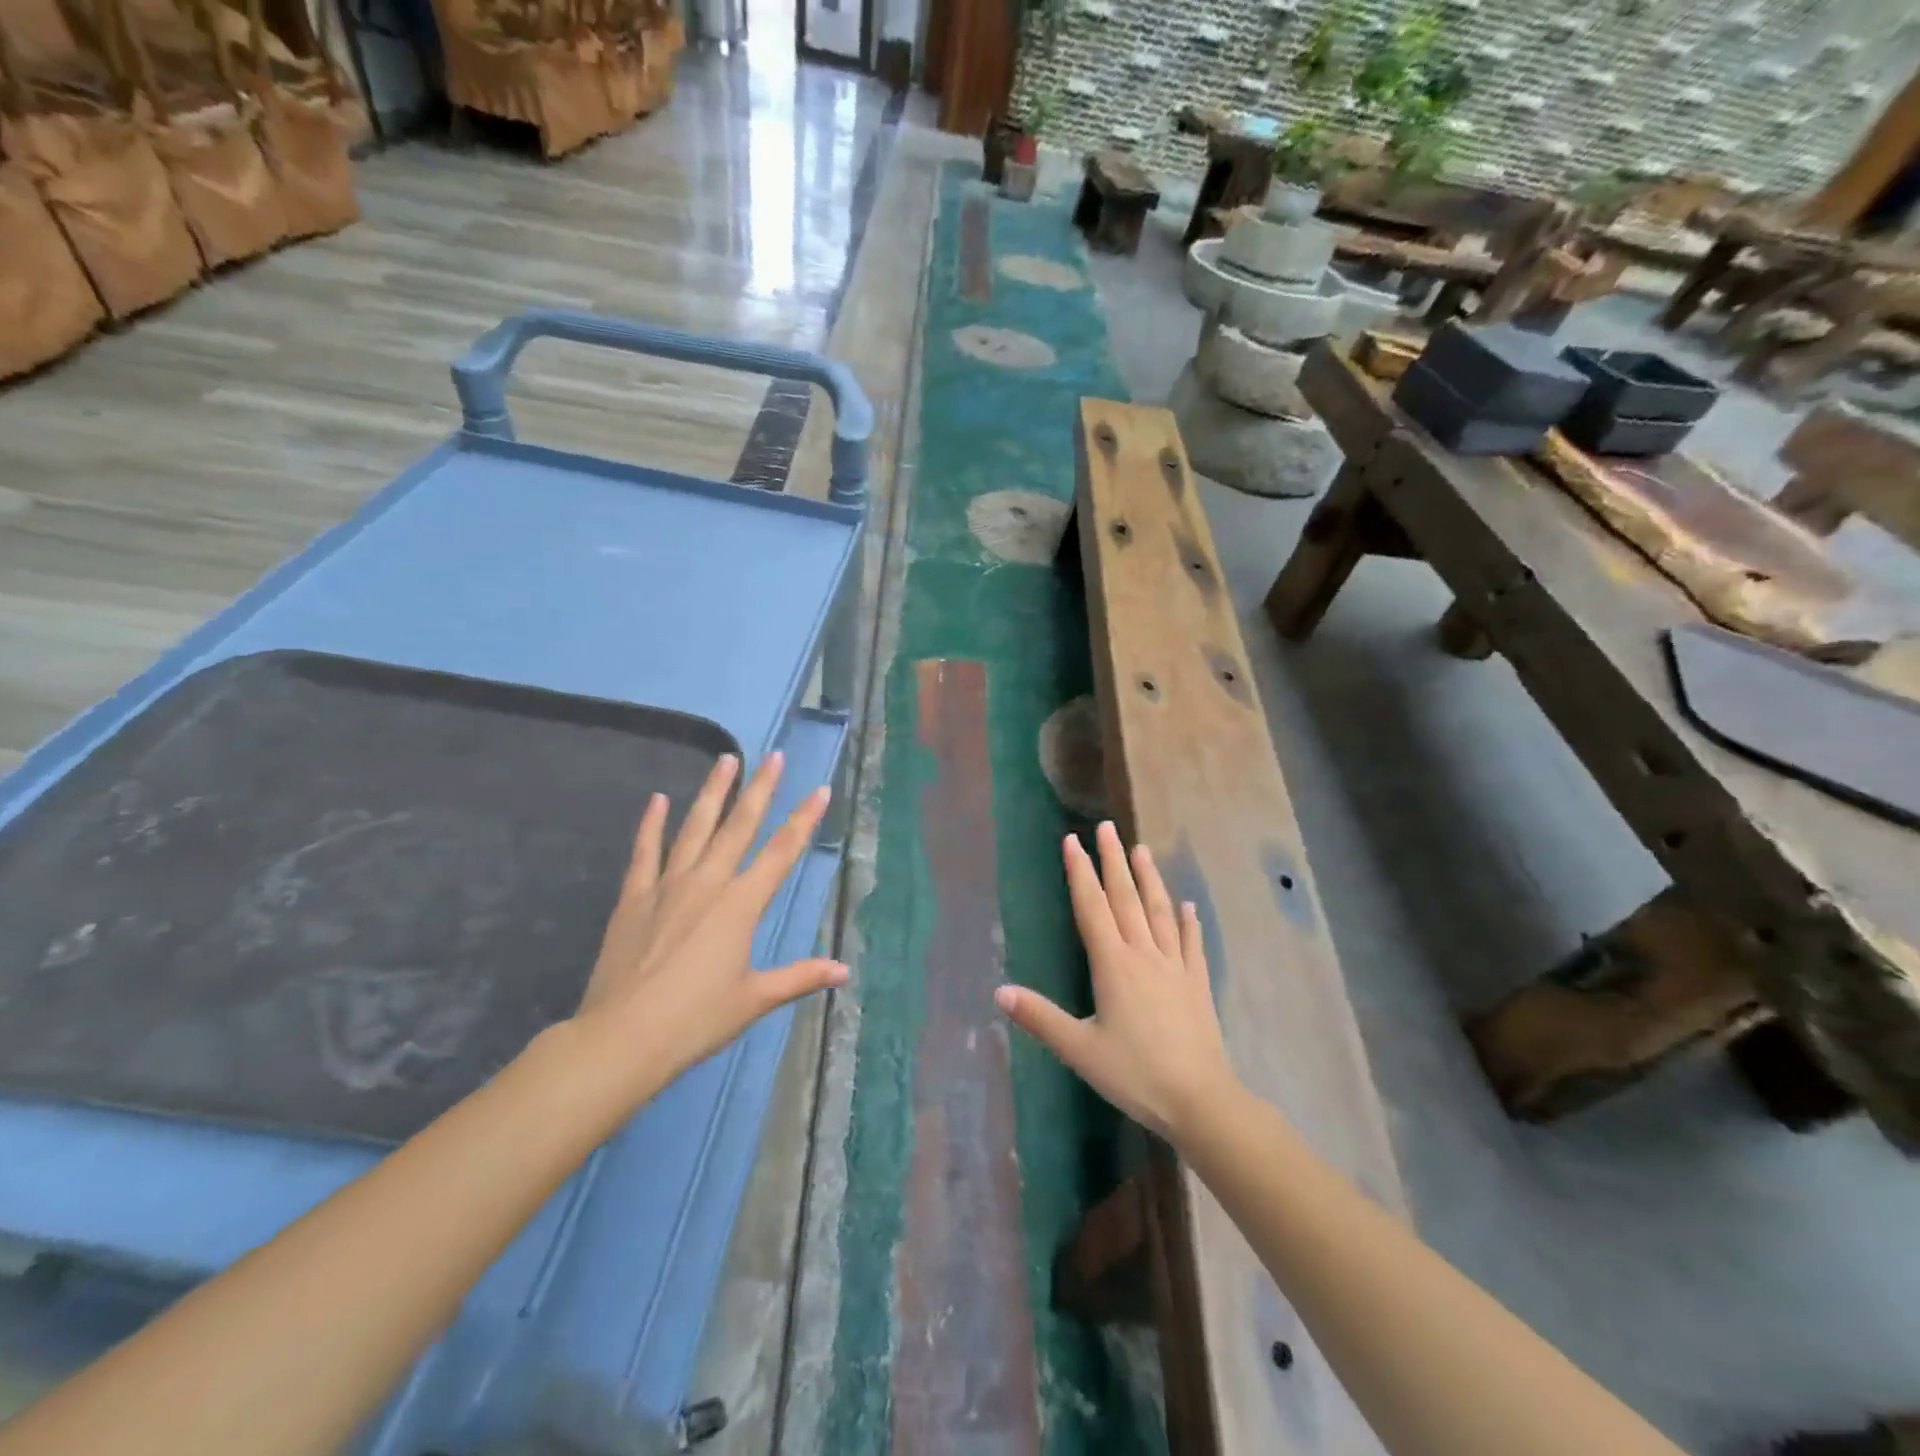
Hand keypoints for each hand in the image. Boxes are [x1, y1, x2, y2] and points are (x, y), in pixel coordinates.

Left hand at [570, 752, 846, 1101]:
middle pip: (740, 825)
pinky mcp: (635, 896)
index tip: (820, 790)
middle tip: (775, 756)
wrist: (623, 1037)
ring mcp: (668, 885)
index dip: (804, 820)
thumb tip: (844, 971)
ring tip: (726, 759)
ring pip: (696, 827)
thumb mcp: (755, 999)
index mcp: (742, 905)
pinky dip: (652, 823)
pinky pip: (645, 851)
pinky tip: (658, 799)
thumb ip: (799, 977)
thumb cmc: (696, 1019)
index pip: (782, 852)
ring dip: (713, 792)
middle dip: (761, 788)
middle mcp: (709, 883)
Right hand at [995, 821, 1237, 1144]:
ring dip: (1149, 878)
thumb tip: (999, 991)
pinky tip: (1188, 906)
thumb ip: (1040, 1018)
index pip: (1092, 907)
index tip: (1073, 841)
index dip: (1080, 872)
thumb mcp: (1079, 1049)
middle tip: (1107, 827)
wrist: (1200, 1100)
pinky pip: (1192, 943)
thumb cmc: (1135, 1074)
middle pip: (1126, 897)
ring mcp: (1174, 966)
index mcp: (1113, 964)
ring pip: (1160, 911)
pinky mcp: (1197, 984)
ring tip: (1141, 849)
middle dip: (1113, 860)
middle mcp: (1144, 954)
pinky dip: (1189, 921)